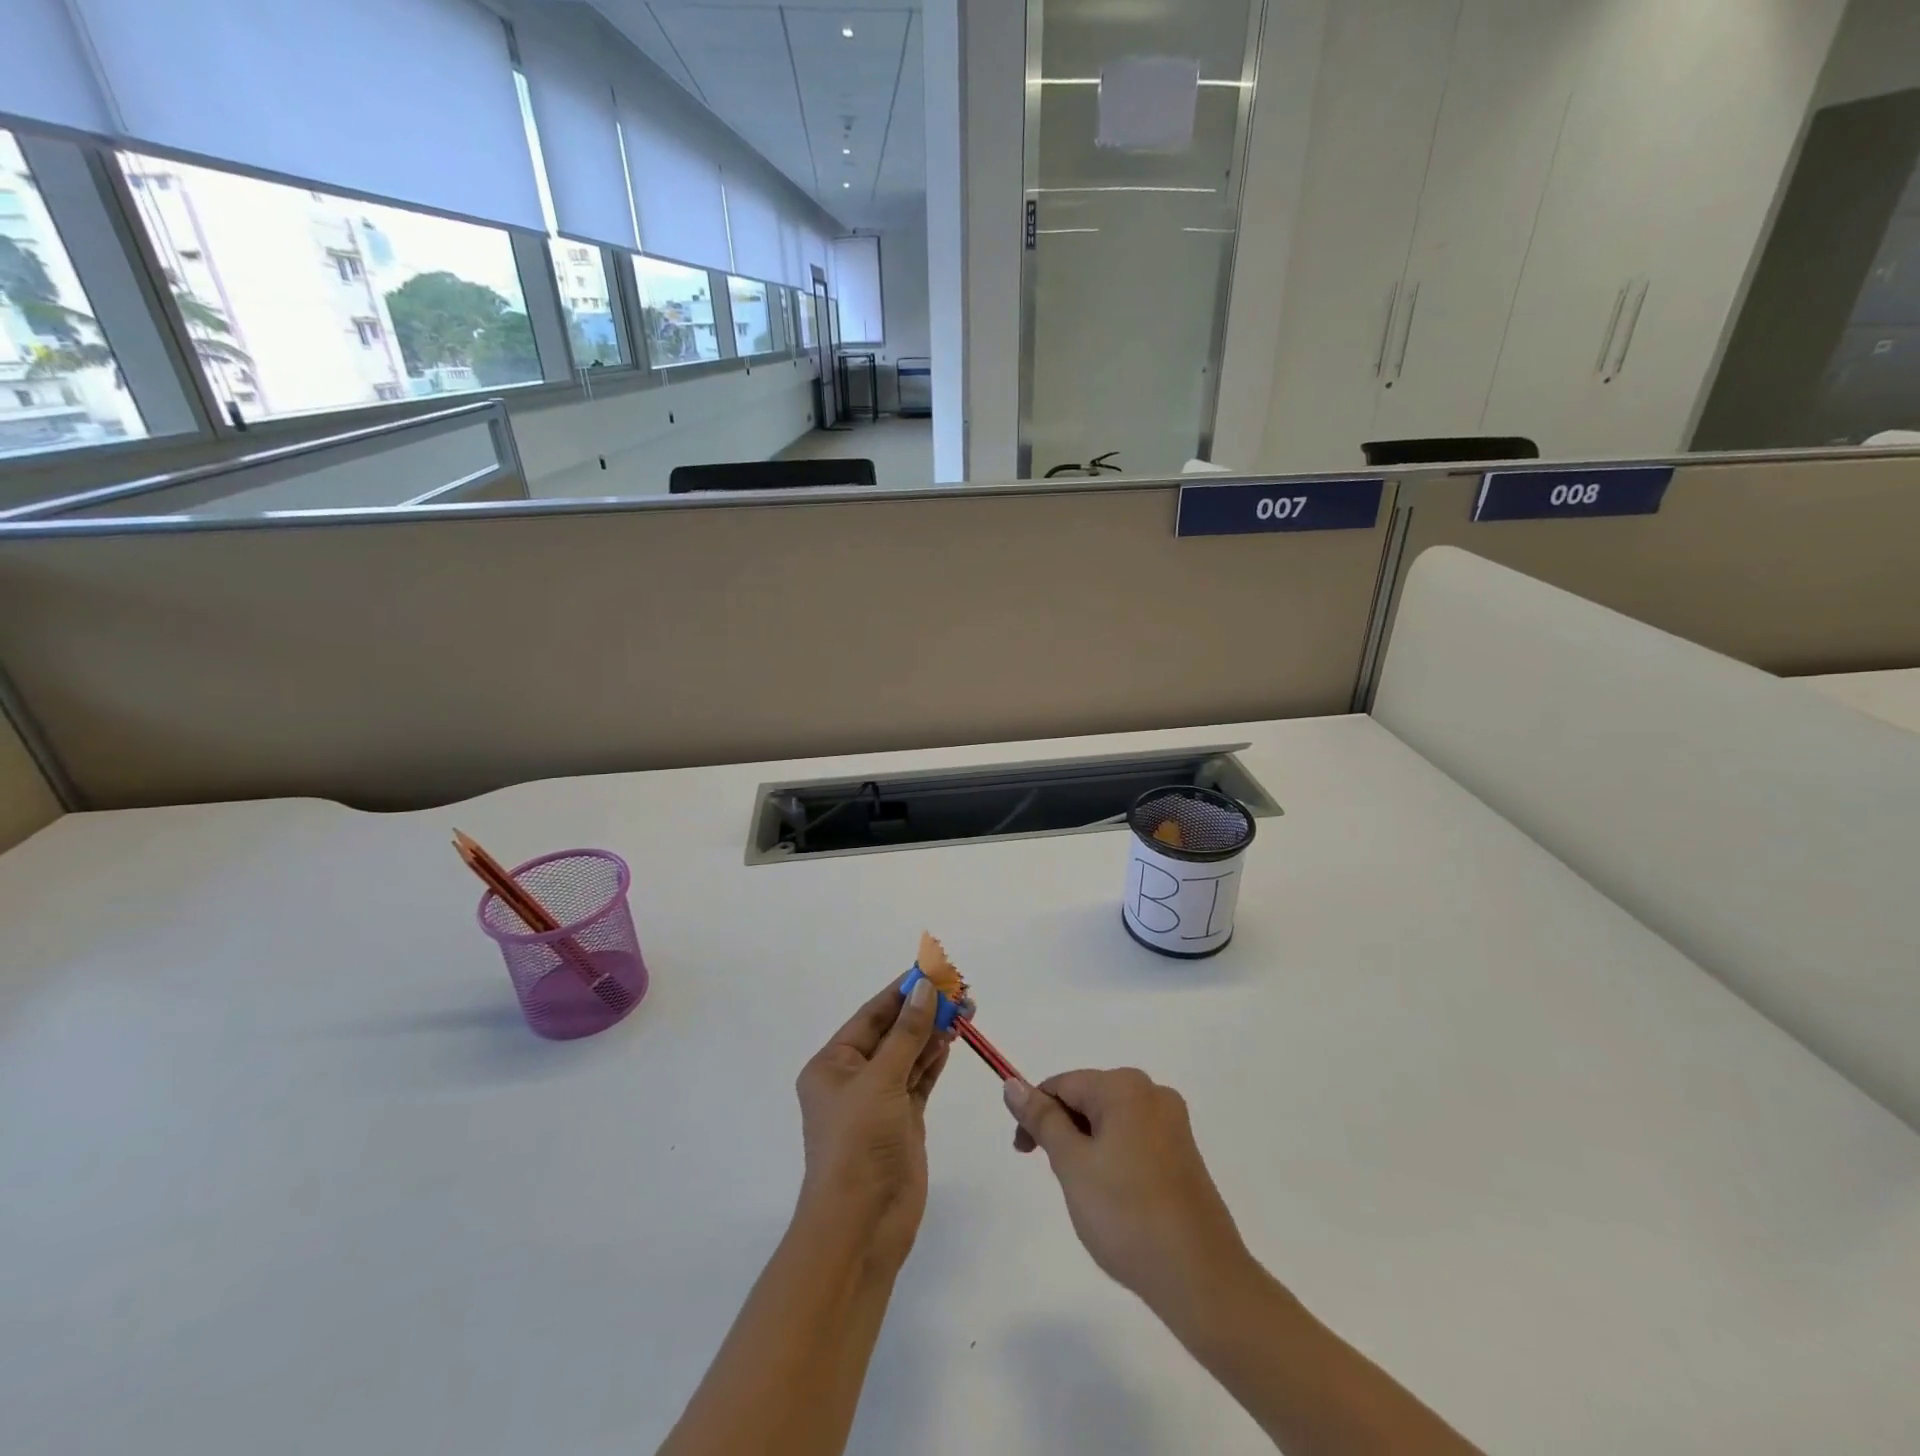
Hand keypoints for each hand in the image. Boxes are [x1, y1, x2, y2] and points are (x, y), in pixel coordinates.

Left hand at [793, 978, 951, 1270]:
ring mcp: (879, 1101)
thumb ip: (907, 1033)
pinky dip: (934, 1059)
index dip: (902, 991)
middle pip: (893, 1032)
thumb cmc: (858, 1143)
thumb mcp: (881, 1080)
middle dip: (923, 1010)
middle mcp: (854, 1078)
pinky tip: (951, 1039)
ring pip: (909, 1054)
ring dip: (934, 1032)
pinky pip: (920, 1079)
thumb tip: (924, 988)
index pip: (871, 1015)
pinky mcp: (902, 1121)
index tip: (932, 969)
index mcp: (833, 1064)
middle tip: (959, 989)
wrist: (861, 1226)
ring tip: (965, 1008)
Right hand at [1004, 1068, 1251, 1315]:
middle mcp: (1153, 1093)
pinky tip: (1116, 1201)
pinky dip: (1114, 1161)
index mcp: (1125, 1086)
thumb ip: (1042, 1120)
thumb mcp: (1072, 1164)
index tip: (1024, 1154)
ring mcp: (1174, 1124)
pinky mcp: (1185, 1155)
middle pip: (1088, 1099)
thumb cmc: (1126, 1214)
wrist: (1200, 1278)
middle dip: (1064, 1132)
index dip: (1036, 1115)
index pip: (1063, 1085)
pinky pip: (1135, 1141)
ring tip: (1089, 1196)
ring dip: (1088, 1149)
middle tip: (1060, 1179)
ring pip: (1110, 1123)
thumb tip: (1012, 1083)